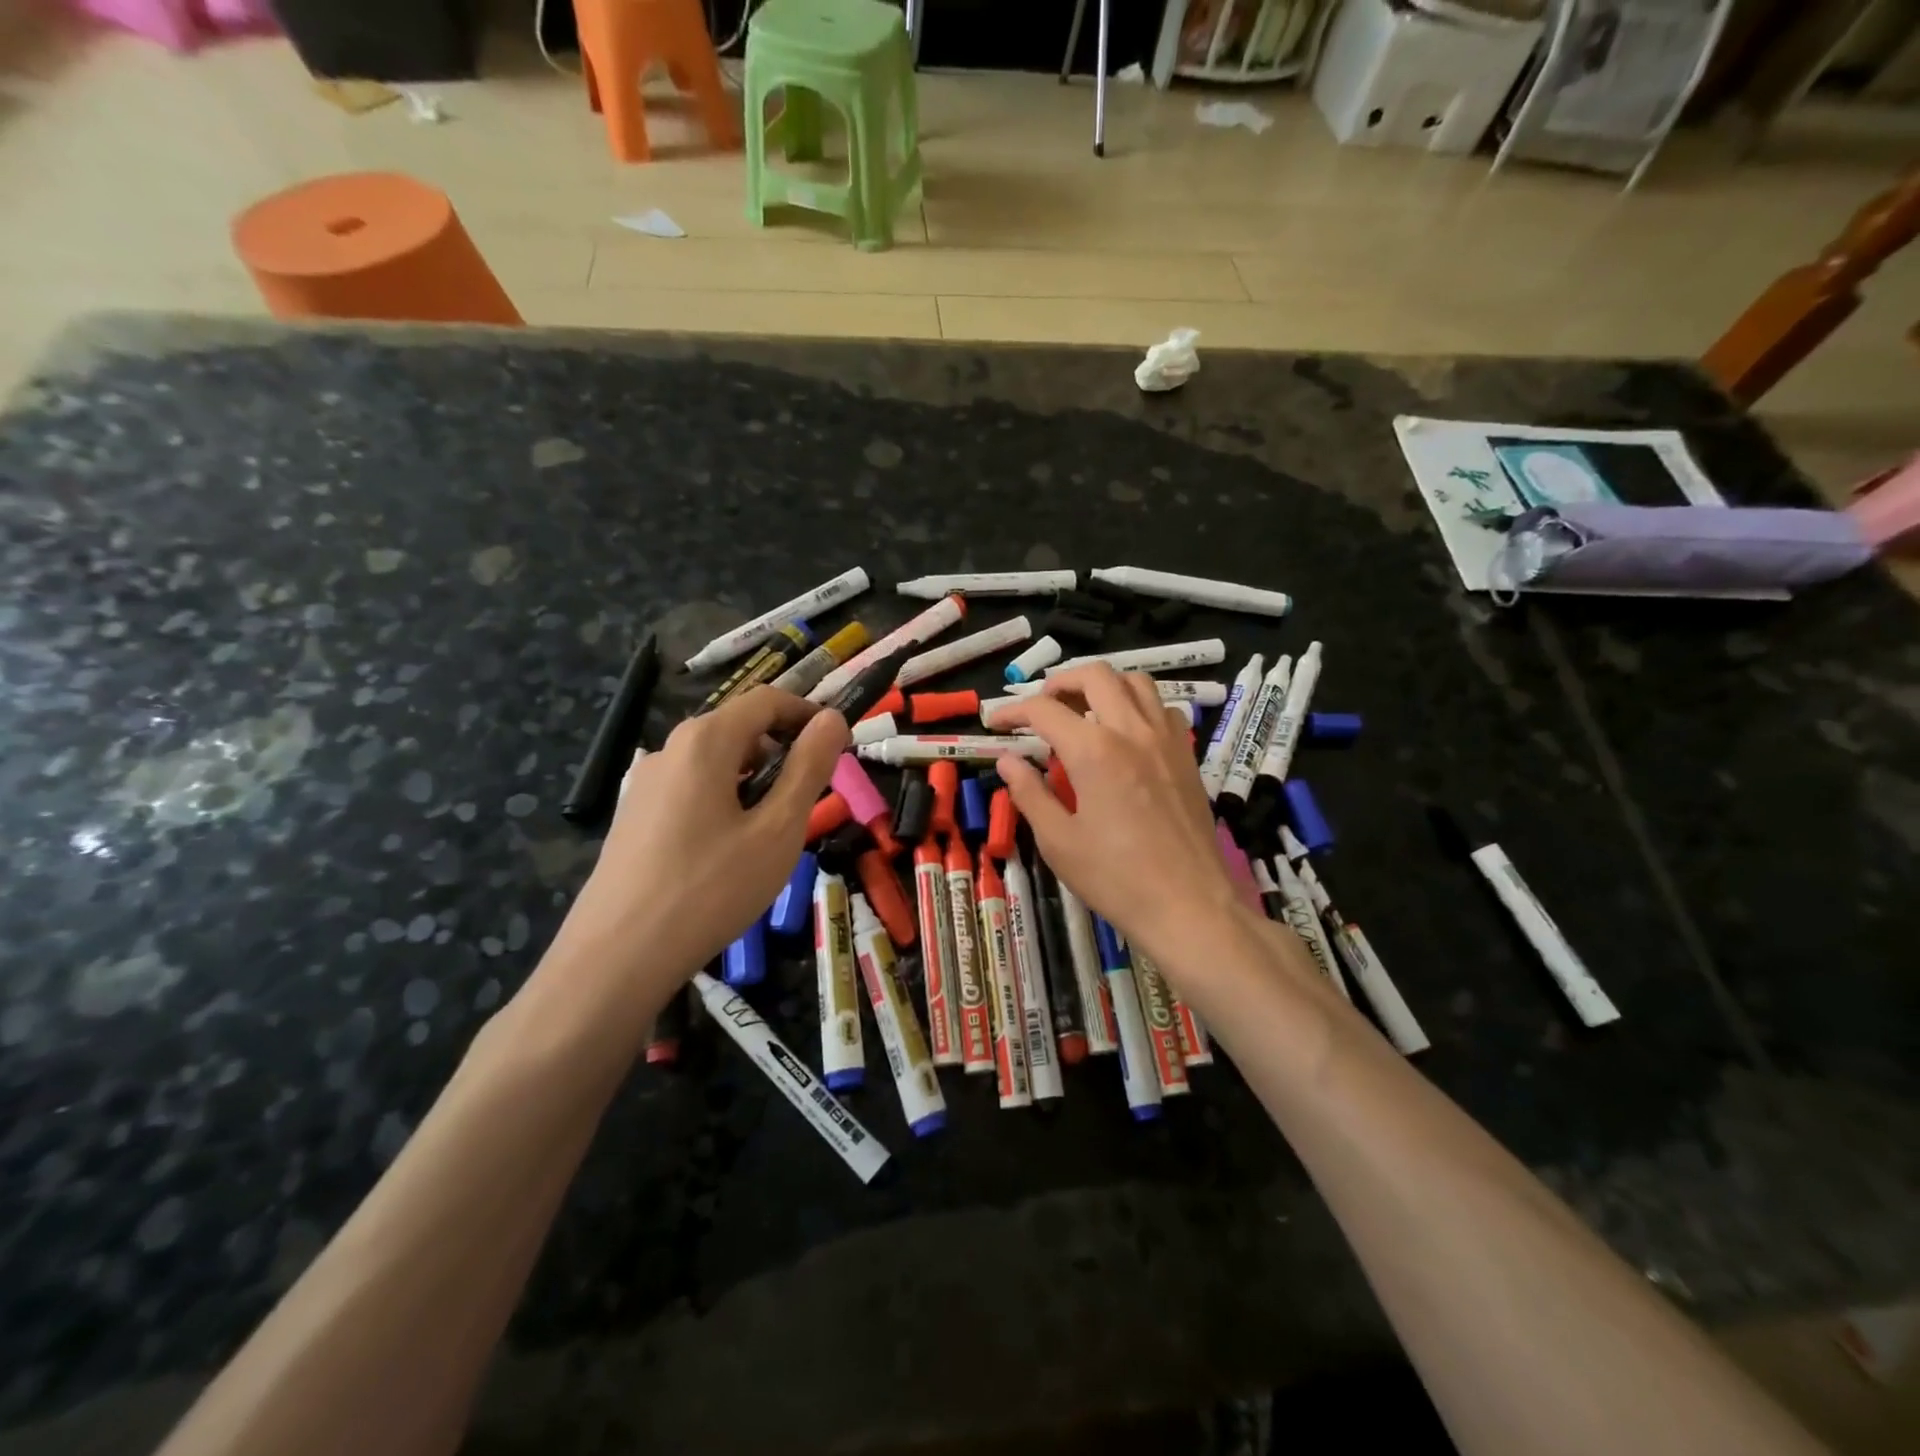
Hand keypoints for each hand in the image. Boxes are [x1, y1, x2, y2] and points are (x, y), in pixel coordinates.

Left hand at [551, 686, 847, 996]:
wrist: (618, 956)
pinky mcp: (634, 816)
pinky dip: (724, 800)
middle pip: (738, 728)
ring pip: (715, 762)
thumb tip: (832, 719)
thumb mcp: (778, 828)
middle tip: (810, 797)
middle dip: (782, 750)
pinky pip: (691, 789)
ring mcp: (645, 783)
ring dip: (754, 779)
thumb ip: (809, 768)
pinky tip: (728, 851)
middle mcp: (670, 749)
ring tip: (772, 831)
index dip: (808, 715)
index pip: (767, 699)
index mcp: (706, 741)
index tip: (839, 747)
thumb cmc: (712, 888)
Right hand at [993, 666, 1240, 969]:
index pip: (1044, 710)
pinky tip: (1126, 733)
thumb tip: (1007, 761)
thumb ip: (1030, 793)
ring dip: (1103, 686)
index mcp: (1094, 751)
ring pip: (1136, 682)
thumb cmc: (1116, 878)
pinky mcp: (1187, 755)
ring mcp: (1166, 739)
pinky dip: (1138, 706)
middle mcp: (1132, 731)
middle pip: (1095, 676)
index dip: (1013, 711)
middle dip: (1060, 682)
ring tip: (1083, 710)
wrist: (1188, 905)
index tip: (995, 722)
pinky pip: (1163, 708)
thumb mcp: (1058, 841)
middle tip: (1041, 707)